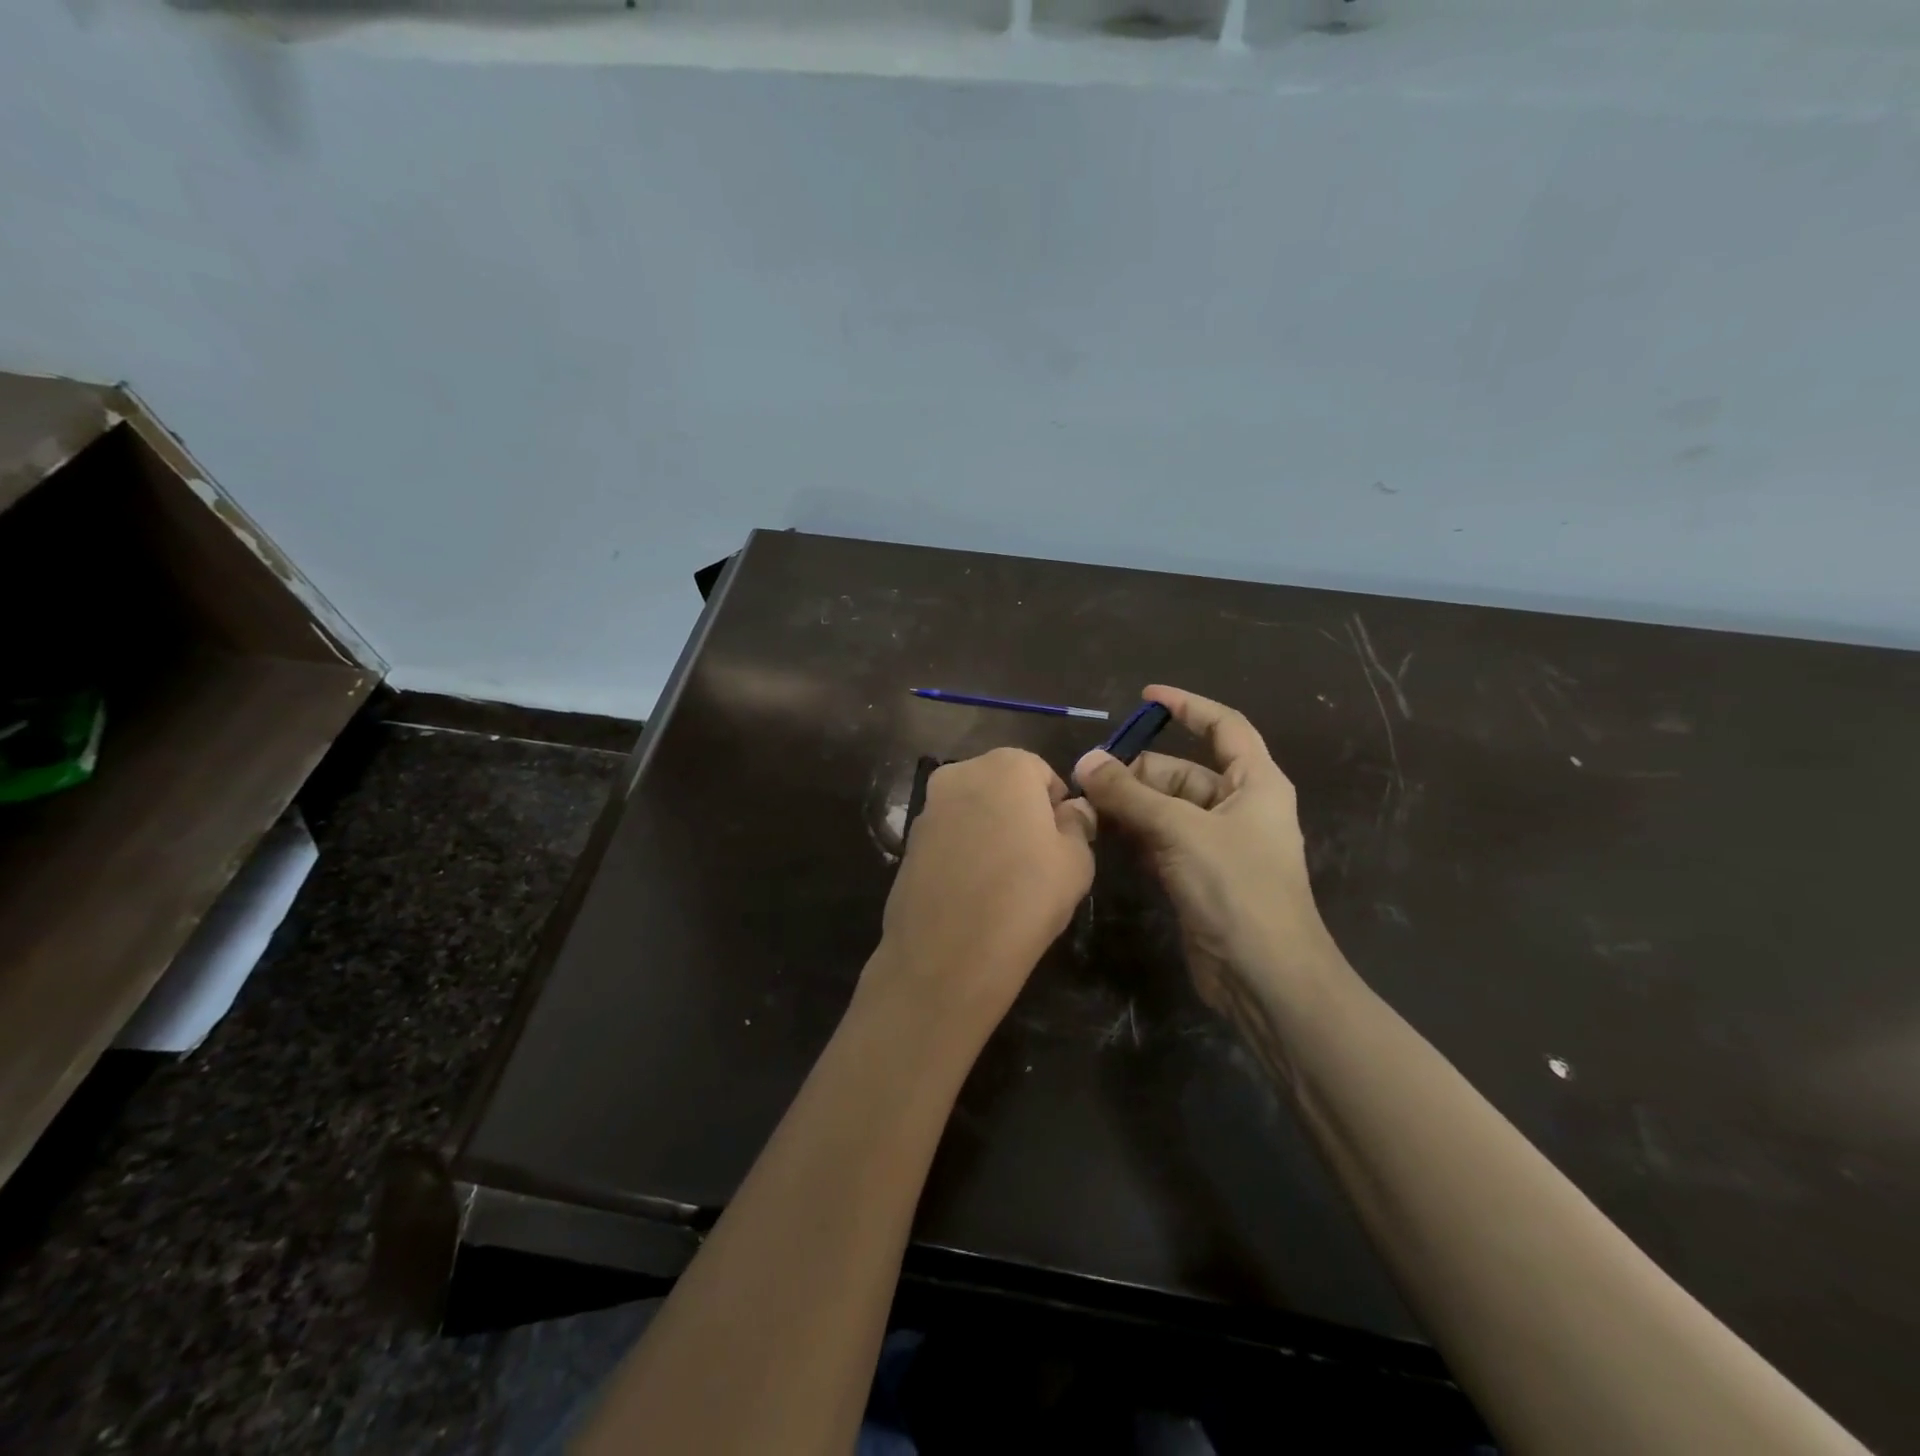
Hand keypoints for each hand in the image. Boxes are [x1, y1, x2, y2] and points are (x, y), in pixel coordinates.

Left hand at [865, 748, 1095, 1045]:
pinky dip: (963, 851)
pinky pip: (948, 836)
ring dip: (989, 829)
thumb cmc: (1026, 896)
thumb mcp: (1076, 861)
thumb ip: (1078, 824)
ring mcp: (928, 807)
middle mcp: (961, 773)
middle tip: (1036, 858)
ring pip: (972, 809)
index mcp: (1006, 766)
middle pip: (1002, 784)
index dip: (1056, 806)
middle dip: (1020, 811)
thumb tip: (1072, 810)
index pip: (1042, 772)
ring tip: (1003, 878)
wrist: (947, 953)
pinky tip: (973, 890)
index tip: (1062, 841)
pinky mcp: (908, 841)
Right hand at [1073, 685, 1335, 1012]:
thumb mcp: (1179, 831)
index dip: (1187, 707)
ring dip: (1129, 805)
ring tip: (1086, 807)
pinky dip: (1135, 834)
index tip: (1145, 696)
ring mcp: (1218, 844)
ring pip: (1166, 808)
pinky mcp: (1198, 875)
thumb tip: (1085, 761)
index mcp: (1254, 783)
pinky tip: (1103, 835)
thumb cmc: (1236, 889)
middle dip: (1137, 772)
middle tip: (1089, 780)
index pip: (1223, 727)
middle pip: (1181, 772)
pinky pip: (1161, 840)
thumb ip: (1129, 794)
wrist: (1265, 977)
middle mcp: (1238, 807)